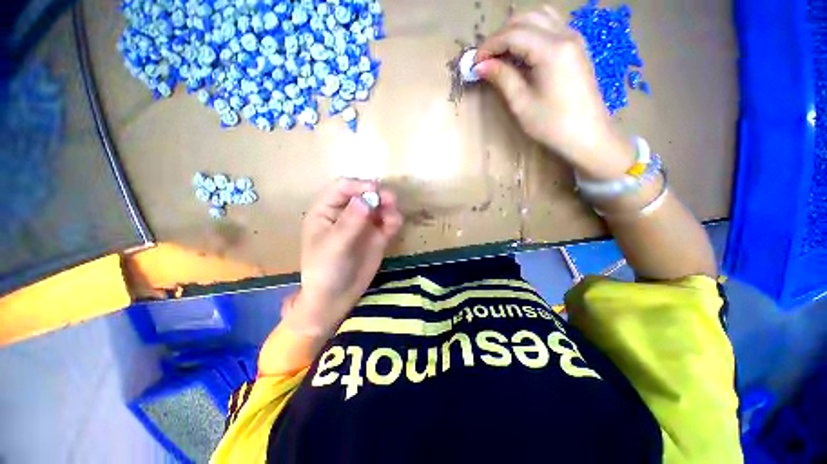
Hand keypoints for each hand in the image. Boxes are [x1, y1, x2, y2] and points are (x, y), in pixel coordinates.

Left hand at [284, 178, 402, 335]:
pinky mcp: (377, 236)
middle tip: (391, 200)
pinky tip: (394, 225)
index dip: (359, 185)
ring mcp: (363, 225)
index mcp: (326, 211)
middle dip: (378, 194)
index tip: (375, 191)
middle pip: (364, 194)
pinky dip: (393, 220)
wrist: (336, 298)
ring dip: (388, 206)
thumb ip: (350, 222)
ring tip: (393, 216)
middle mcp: (346, 214)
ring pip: (379, 207)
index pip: (343, 188)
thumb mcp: (333, 246)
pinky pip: (388, 222)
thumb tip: (366, 198)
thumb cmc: (325, 271)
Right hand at [475, 5, 634, 178]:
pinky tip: (522, 53)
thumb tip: (481, 66)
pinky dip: (531, 33)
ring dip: (516, 30)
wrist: (588, 135)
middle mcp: (564, 34)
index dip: (489, 46)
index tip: (474, 63)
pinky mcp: (576, 47)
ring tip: (501, 54)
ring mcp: (574, 38)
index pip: (513, 34)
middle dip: (500, 35)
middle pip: (525, 19)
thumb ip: (502, 78)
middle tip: (486, 59)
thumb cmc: (553, 124)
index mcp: (551, 50)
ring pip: (539, 17)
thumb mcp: (522, 104)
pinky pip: (550, 26)